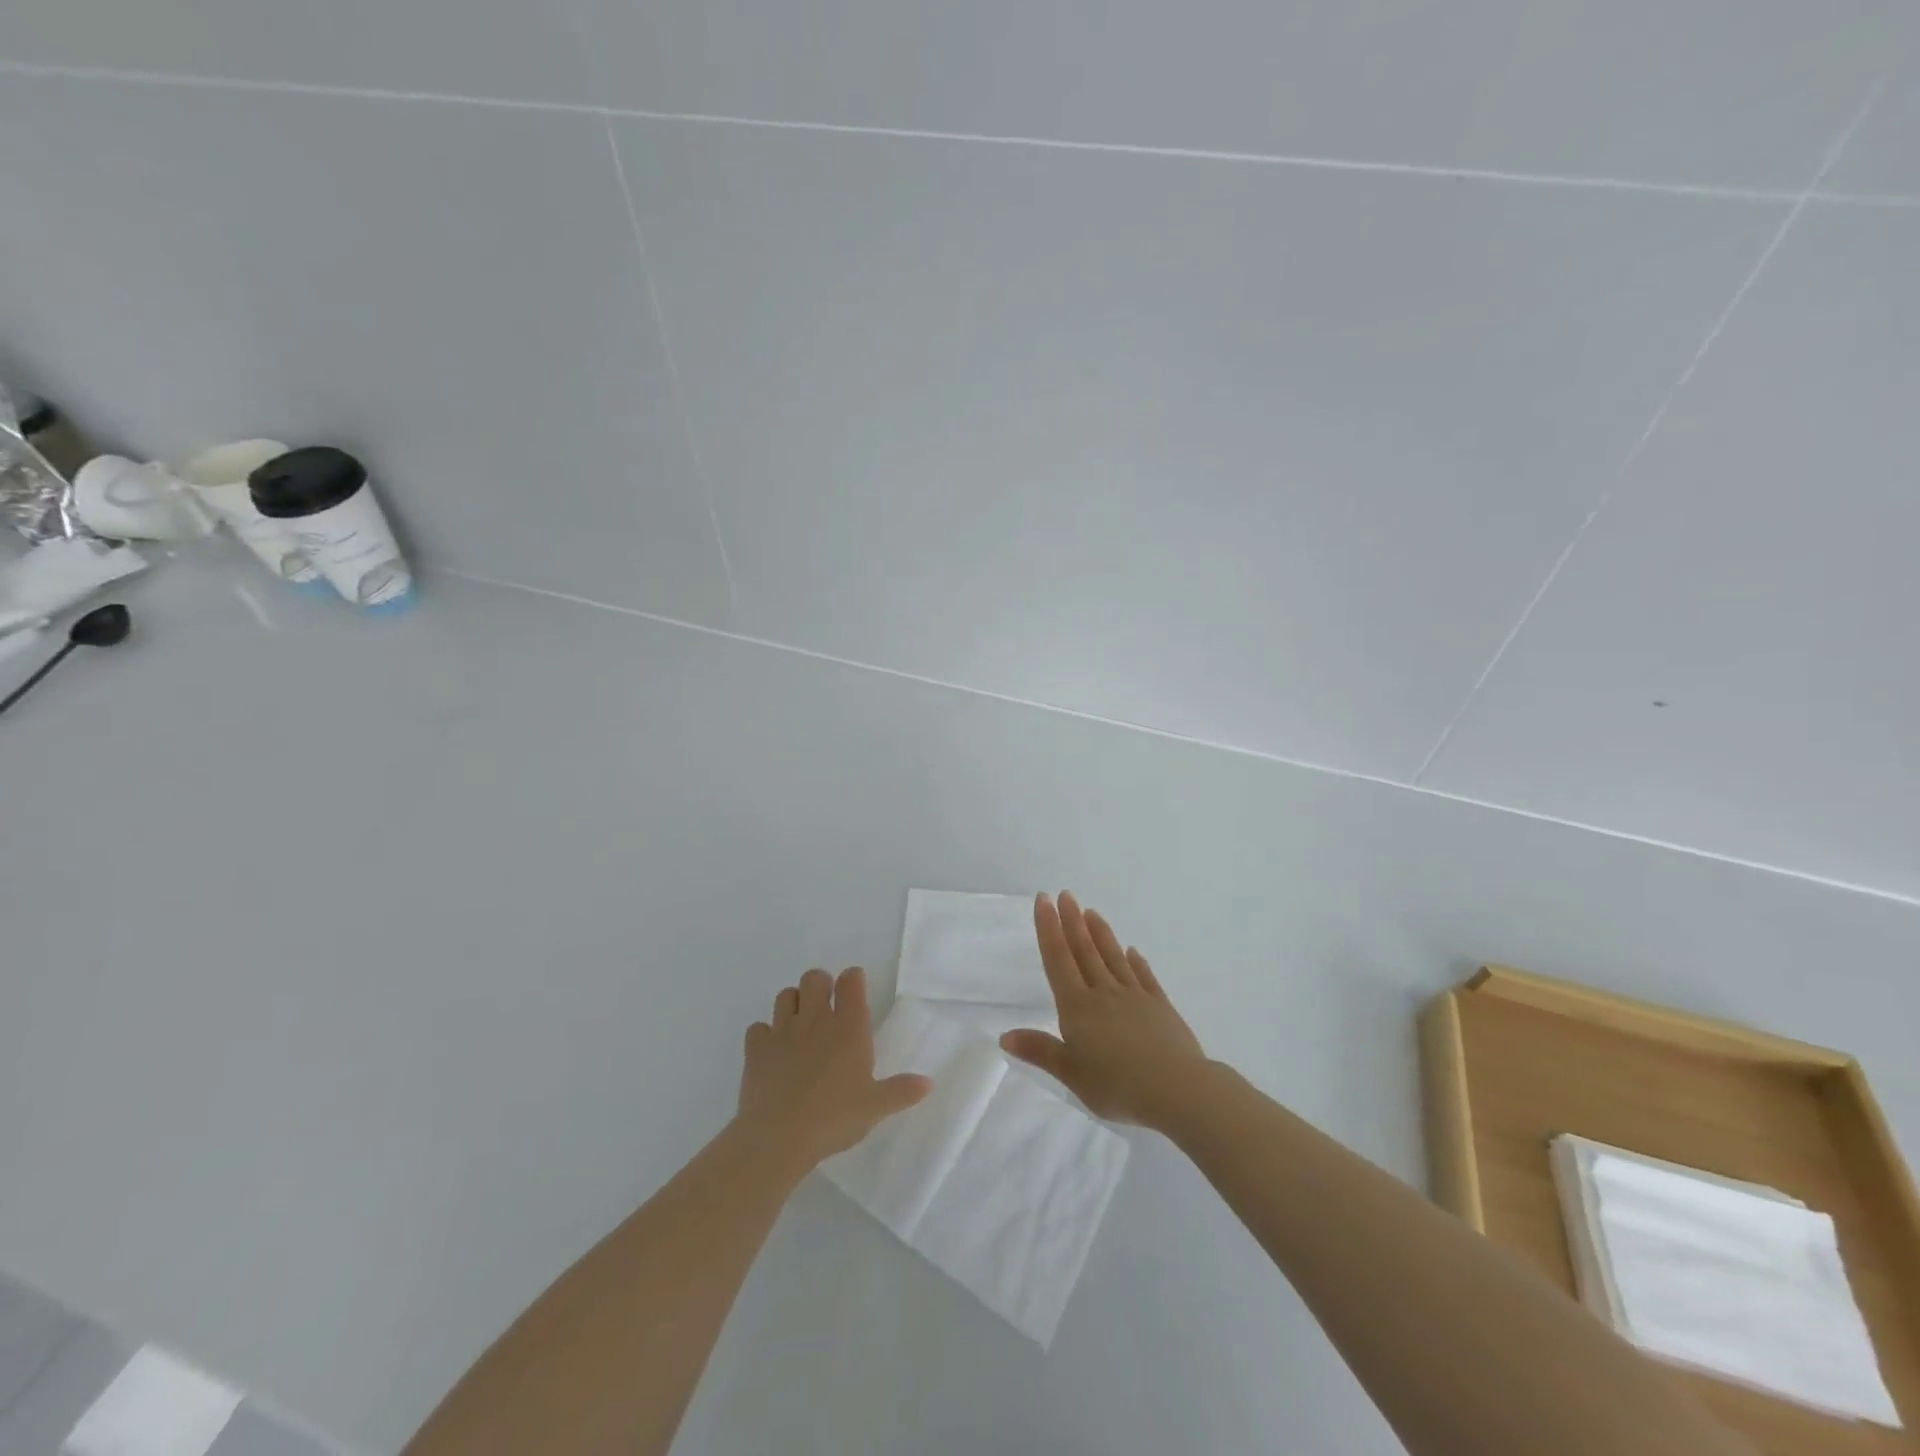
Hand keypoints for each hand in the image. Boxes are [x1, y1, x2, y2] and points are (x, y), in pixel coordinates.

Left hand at [737, 966, 931, 1170]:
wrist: (779, 1137)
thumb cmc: (834, 1117)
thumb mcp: (875, 1107)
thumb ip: (901, 1091)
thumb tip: (929, 1083)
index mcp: (848, 1026)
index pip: (851, 980)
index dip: (853, 980)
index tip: (856, 990)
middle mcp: (815, 1018)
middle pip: (814, 977)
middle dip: (821, 985)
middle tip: (827, 1008)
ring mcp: (782, 1030)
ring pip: (785, 995)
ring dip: (794, 1003)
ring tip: (800, 1025)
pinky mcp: (756, 1049)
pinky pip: (758, 1028)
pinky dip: (764, 1034)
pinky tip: (772, 1051)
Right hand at [1000, 892, 1211, 1130]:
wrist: (1177, 1089)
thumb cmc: (1117, 1086)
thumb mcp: (1071, 1075)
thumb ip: (1040, 1051)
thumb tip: (1004, 1036)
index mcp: (1078, 1007)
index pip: (1058, 959)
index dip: (1048, 928)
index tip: (1043, 900)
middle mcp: (1104, 993)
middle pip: (1084, 951)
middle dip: (1072, 921)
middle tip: (1066, 894)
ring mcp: (1135, 996)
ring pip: (1113, 957)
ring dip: (1101, 933)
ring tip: (1091, 912)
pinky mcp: (1160, 1006)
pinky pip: (1144, 976)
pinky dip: (1136, 961)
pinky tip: (1132, 951)